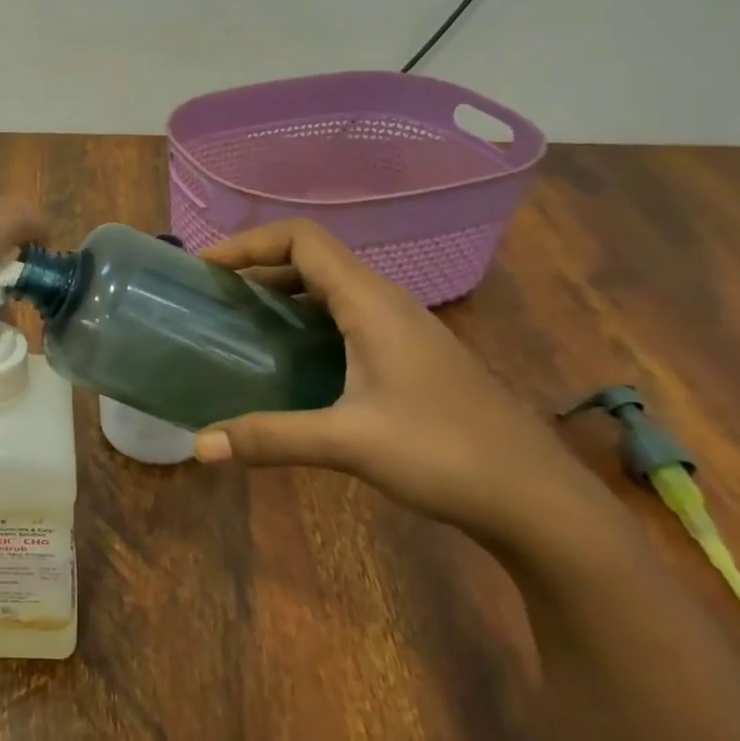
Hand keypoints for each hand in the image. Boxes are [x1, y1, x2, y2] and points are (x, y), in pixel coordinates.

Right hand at [194, 220, 618, 555]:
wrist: (540, 501)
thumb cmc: (446, 454)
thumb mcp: (349, 443)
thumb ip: (271, 438)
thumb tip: (199, 446)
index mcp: (371, 302)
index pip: (301, 239)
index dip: (248, 243)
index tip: (206, 268)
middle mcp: (386, 302)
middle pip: (312, 257)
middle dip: (257, 266)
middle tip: (213, 296)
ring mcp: (402, 329)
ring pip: (330, 288)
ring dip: (282, 292)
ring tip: (240, 321)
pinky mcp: (410, 356)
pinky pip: (345, 316)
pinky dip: (305, 320)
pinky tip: (290, 360)